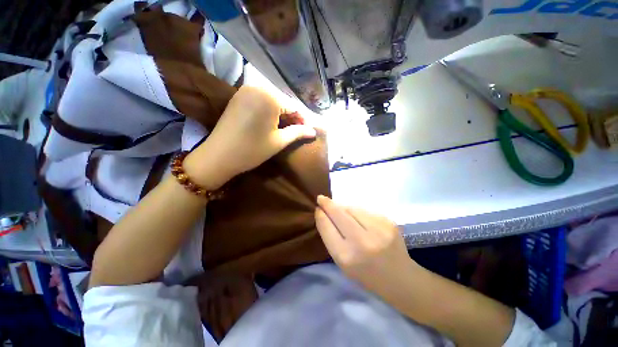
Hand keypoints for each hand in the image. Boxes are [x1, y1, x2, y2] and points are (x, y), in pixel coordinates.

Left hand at [185, 86, 316, 188]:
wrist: (219, 155)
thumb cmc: (253, 149)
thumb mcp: (279, 141)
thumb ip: (298, 132)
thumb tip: (313, 131)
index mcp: (270, 97)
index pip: (294, 106)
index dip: (302, 119)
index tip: (307, 130)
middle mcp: (257, 87)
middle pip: (283, 101)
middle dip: (291, 116)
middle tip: (296, 130)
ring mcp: (245, 90)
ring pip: (272, 101)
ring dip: (280, 113)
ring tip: (285, 128)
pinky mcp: (238, 97)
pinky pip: (260, 100)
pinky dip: (268, 110)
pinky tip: (270, 122)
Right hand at [315, 195, 419, 295]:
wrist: (400, 278)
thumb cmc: (366, 274)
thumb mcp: (342, 263)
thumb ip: (332, 238)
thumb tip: (325, 214)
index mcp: (346, 256)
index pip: (327, 227)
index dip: (320, 215)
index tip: (317, 209)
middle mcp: (361, 241)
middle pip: (338, 213)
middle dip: (328, 204)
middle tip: (321, 198)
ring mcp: (377, 230)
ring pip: (352, 208)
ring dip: (343, 207)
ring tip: (340, 209)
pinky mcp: (388, 222)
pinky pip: (365, 210)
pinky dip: (357, 211)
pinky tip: (357, 217)